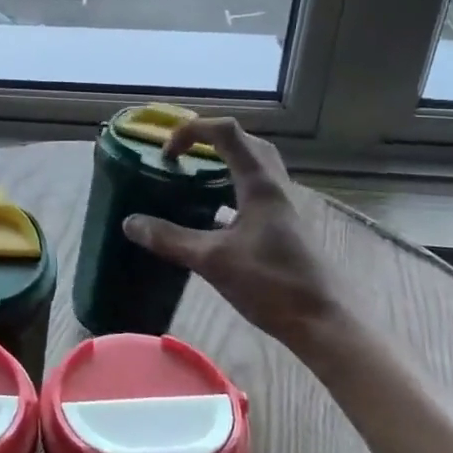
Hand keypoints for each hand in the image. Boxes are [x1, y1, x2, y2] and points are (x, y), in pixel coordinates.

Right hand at [121, 117, 348, 357]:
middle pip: (245, 142)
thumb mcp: (211, 261)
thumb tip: (130, 222)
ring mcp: (282, 206)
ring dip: (223, 162)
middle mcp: (274, 186)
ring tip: (193, 177)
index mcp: (259, 184)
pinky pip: (255, 191)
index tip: (167, 153)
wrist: (322, 322)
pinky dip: (230, 188)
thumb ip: (169, 239)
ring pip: (253, 166)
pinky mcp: (284, 226)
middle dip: (210, 140)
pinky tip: (212, 214)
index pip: (226, 132)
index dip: (193, 130)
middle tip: (182, 156)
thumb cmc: (271, 284)